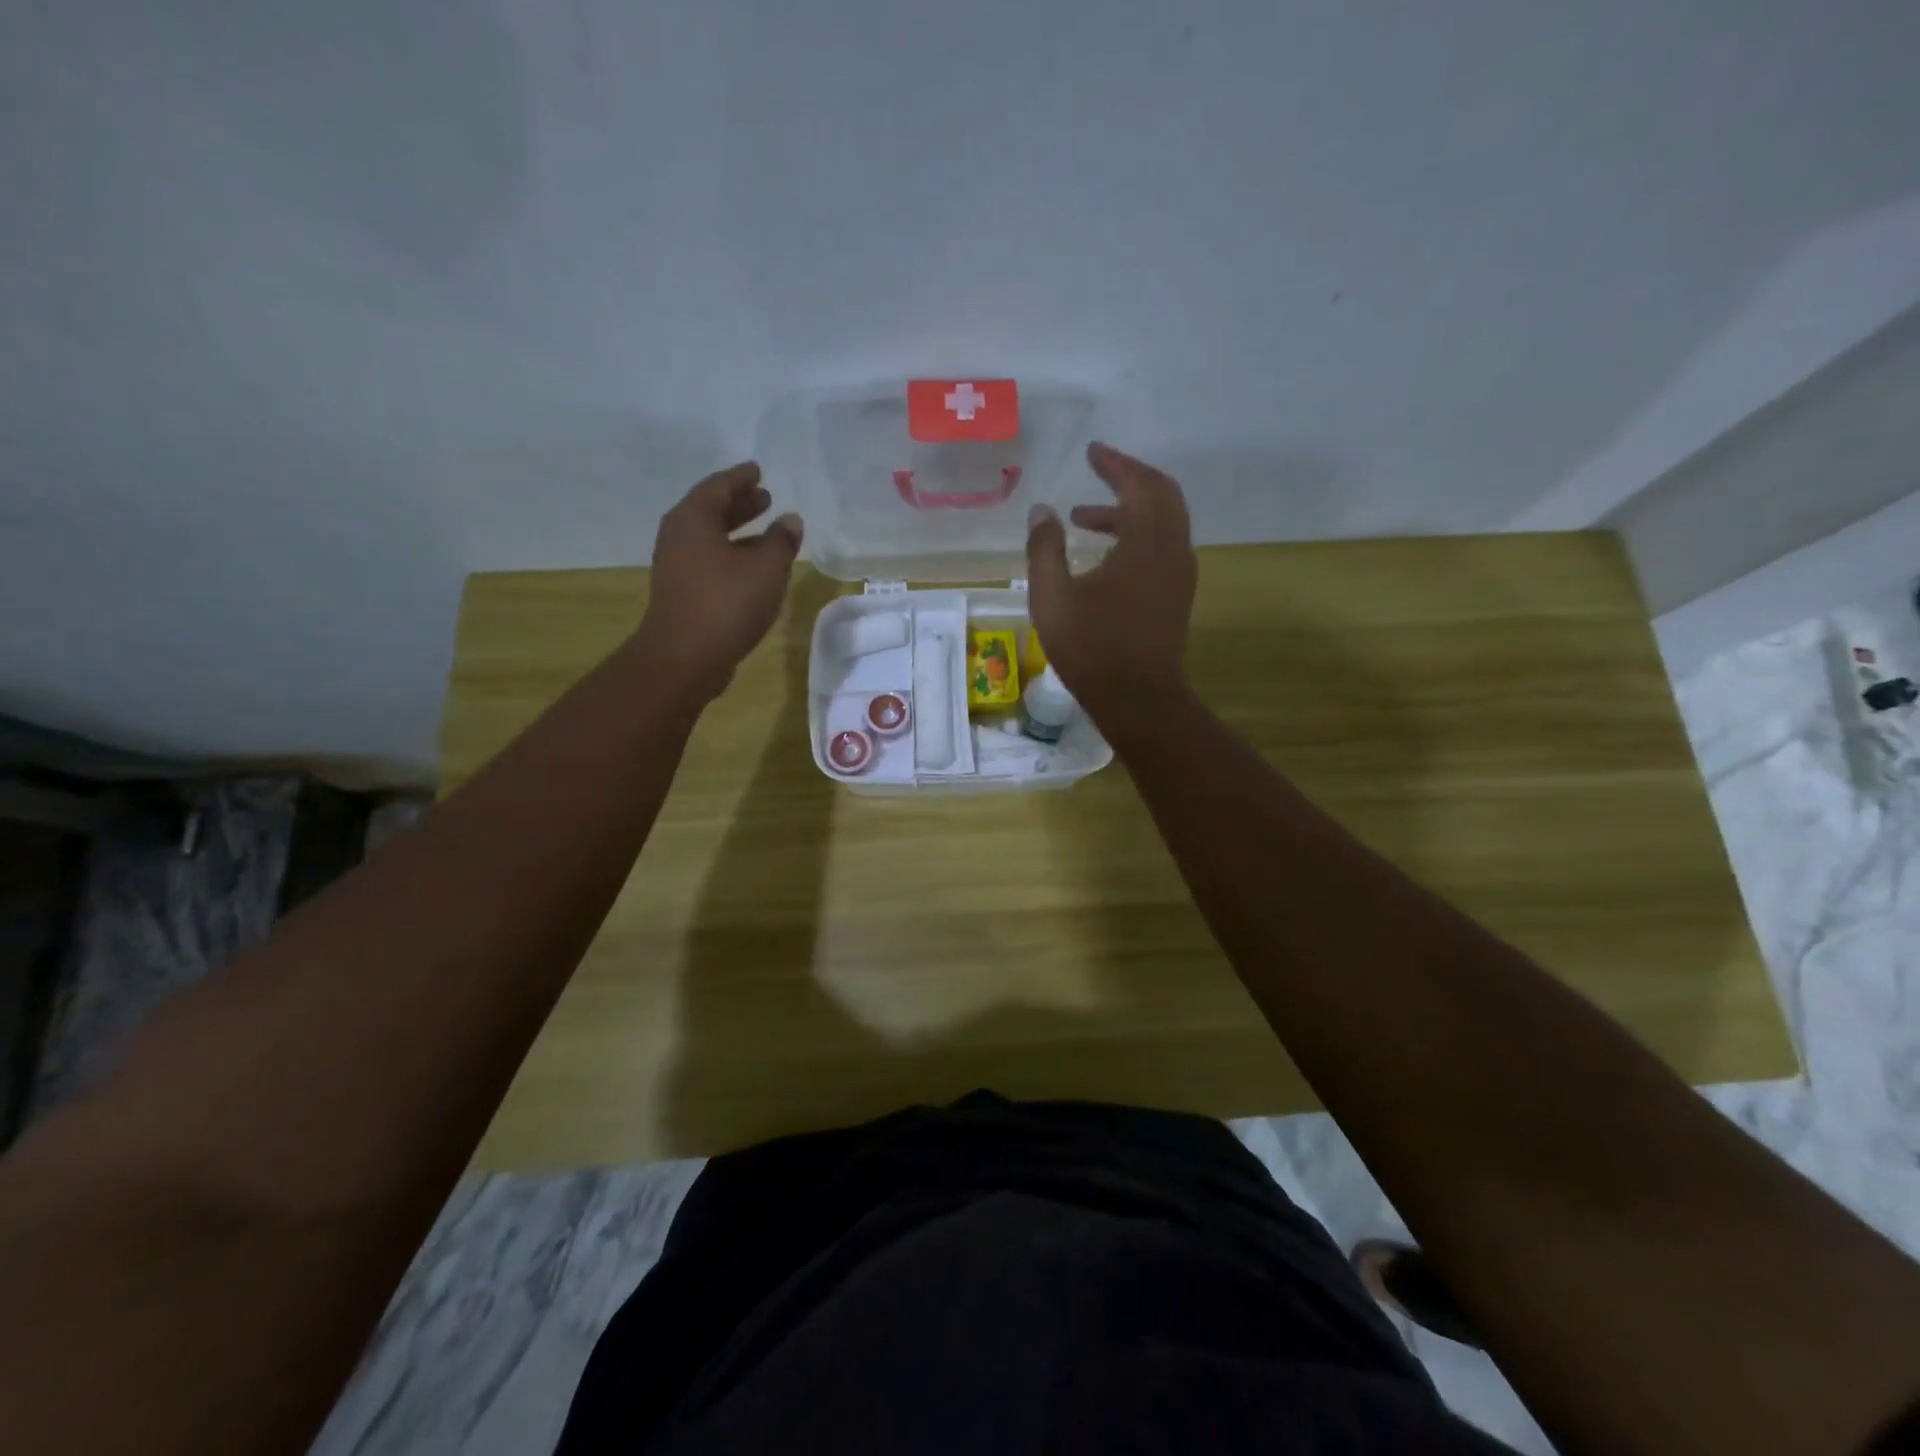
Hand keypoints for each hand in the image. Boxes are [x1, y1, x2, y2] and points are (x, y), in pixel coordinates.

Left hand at [632, 462, 802, 701]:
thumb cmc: (726, 604)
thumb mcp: (766, 569)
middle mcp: (679, 535)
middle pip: (711, 509)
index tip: (758, 470)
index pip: (719, 486)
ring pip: (710, 536)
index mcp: (694, 519)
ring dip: (737, 530)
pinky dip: (731, 553)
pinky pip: (709, 559)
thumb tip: (790, 520)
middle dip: (739, 503)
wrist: (684, 658)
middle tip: (765, 497)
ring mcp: (676, 565)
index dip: (741, 478)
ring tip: (766, 530)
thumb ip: (781, 541)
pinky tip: (752, 567)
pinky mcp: (682, 590)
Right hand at [1025, 442, 1196, 713]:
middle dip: (1130, 477)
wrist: (1139, 699)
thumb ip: (1044, 549)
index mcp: (1146, 543)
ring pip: (1165, 521)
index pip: (1138, 485)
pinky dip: (1138, 533)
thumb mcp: (1053, 598)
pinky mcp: (1177, 594)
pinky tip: (1106, 554)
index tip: (1092, 451)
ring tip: (1084, 517)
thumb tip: (1041, 512)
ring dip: (1130, 509)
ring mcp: (1179, 573)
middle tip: (1098, 470)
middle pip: (1162, 494)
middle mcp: (1172, 549)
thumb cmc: (1092, 648)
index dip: (1115, 463)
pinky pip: (1164, 544)